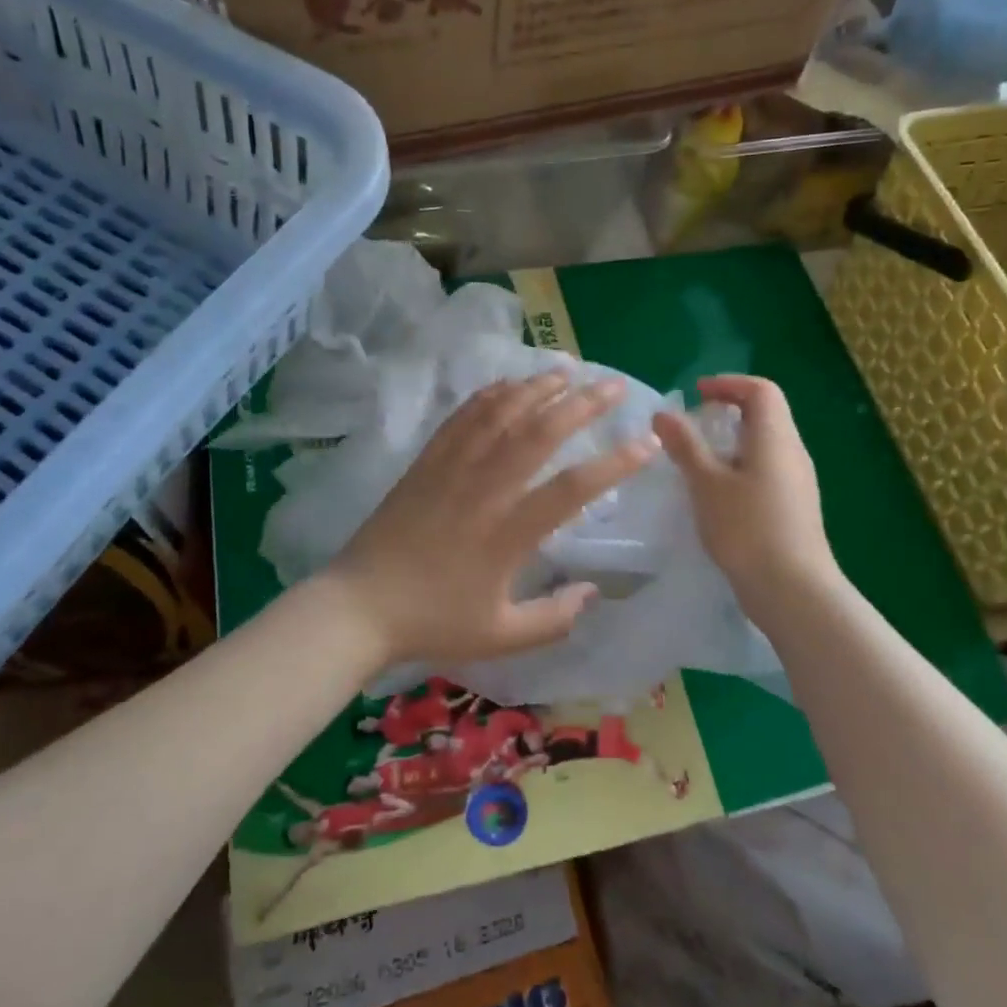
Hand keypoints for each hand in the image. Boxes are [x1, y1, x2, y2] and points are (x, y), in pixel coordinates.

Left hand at [321, 370, 656, 670]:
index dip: (615, 464)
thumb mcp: (501, 636)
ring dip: (537, 388)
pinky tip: (509, 385)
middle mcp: (483, 490)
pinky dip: (490, 395)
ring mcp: (451, 470)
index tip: (647, 444)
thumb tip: (593, 592)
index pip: (571, 489)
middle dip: (582, 405)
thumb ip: (554, 618)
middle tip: (615, 386)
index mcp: (507, 535)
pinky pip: (462, 419)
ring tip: (568, 370)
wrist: (359, 606)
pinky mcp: (426, 463)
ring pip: (500, 415)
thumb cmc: (432, 622)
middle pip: (539, 434)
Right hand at [652, 375, 839, 616]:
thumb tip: (663, 413)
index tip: (696, 395)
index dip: (728, 384)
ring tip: (698, 461)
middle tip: (692, 426)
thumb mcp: (706, 483)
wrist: (793, 590)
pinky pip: (766, 470)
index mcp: (775, 437)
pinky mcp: (794, 507)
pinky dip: (740, 467)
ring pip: (765, 444)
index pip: (761, 390)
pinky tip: (717, 495)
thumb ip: (685, 445)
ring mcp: (797, 481)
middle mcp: (792, 452)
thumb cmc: (747, 528)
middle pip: (765, 414)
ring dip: (732, 441)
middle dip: (728, 411)